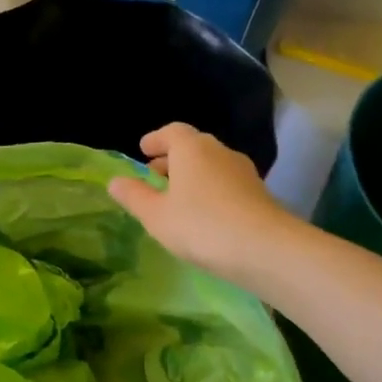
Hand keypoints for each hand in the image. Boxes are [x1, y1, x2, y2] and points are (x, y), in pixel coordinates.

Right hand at [107, 123, 301, 289]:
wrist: (265, 249)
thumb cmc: (200, 225)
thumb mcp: (155, 215)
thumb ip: (134, 196)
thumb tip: (115, 181)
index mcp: (191, 149)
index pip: (171, 132)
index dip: (155, 139)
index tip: (143, 150)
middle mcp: (219, 152)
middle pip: (192, 146)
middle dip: (171, 159)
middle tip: (154, 177)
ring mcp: (243, 171)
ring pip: (211, 165)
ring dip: (192, 175)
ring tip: (176, 198)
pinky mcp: (259, 193)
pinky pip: (226, 183)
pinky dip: (210, 190)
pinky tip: (203, 214)